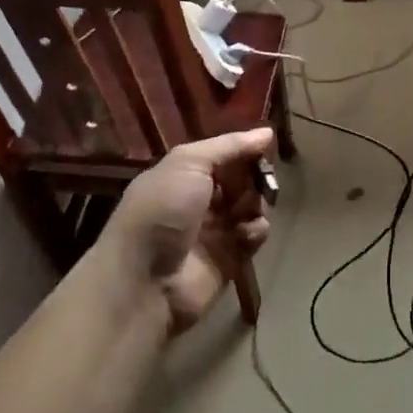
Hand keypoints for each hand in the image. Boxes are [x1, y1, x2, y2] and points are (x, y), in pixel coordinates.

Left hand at [99, 129, 274, 333]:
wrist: (145, 280)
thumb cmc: (162, 211)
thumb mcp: (188, 163)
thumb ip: (229, 146)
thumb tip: (267, 132)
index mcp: (184, 174)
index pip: (224, 155)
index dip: (244, 151)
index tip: (264, 147)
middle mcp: (200, 200)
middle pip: (242, 179)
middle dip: (255, 177)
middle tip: (261, 180)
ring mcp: (216, 230)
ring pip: (253, 205)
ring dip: (256, 203)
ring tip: (248, 210)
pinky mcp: (231, 258)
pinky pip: (254, 235)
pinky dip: (255, 231)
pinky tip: (246, 235)